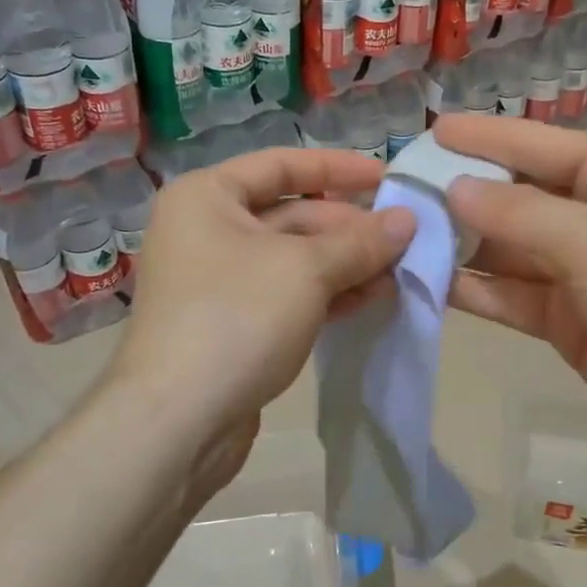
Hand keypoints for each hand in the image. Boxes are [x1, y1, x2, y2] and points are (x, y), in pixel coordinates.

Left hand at [103, 147, 415, 498]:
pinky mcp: (232, 323)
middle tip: (405, 239)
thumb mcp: (306, 270)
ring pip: (293, 259)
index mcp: (208, 197)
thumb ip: (360, 242)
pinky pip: (287, 295)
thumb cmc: (237, 318)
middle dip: (349, 228)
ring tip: (398, 272)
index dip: (338, 168)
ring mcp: (217, 281)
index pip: (282, 164)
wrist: (178, 422)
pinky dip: (327, 294)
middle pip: (291, 214)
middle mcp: (207, 230)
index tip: (387, 177)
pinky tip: (371, 299)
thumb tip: (408, 220)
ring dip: (346, 264)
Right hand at [436, 115, 586, 483]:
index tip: (428, 132)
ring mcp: (577, 269)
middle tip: (398, 191)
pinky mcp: (565, 317)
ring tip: (400, 236)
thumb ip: (517, 214)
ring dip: (459, 243)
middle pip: (514, 196)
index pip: (534, 145)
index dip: (481, 137)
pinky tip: (428, 281)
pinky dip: (474, 288)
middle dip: (460, 194)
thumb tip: (454, 189)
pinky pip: (510, 293)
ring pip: (505, 247)